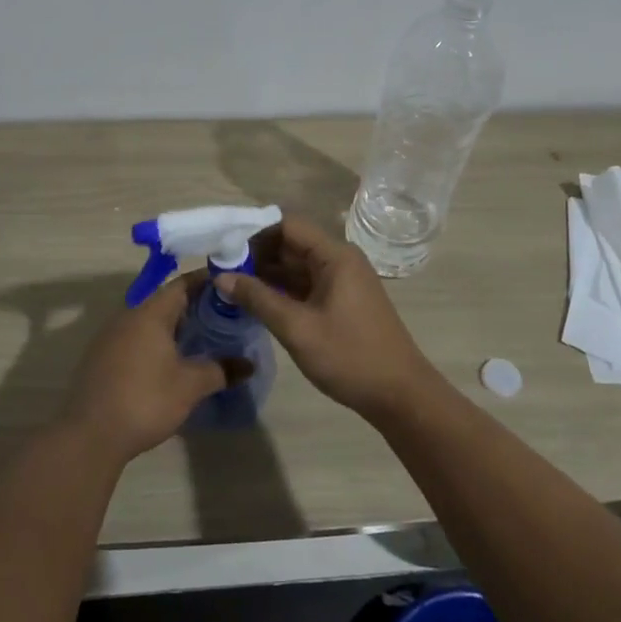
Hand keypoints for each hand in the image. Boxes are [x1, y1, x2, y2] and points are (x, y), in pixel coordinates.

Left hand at [60, 279, 250, 463]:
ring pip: (149, 322)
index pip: (182, 284)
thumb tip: (248, 365)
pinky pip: (135, 339)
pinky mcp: (101, 358)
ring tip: (200, 341)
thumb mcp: (190, 386)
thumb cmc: (145, 400)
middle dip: (193, 307)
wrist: (89, 434)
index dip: (206, 282)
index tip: (229, 287)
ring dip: (173, 327)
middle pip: (165, 301)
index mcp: (150, 313)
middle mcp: (128, 316)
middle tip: (222, 318)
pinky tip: (169, 363)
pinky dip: (155, 343)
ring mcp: (110, 337)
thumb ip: (221, 370)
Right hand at [214, 216, 443, 423]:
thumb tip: (221, 277)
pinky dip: (282, 291)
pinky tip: (256, 304)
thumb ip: (258, 299)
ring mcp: (341, 282)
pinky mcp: (341, 301)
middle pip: (291, 245)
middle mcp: (339, 260)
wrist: (399, 395)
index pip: (287, 226)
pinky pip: (305, 285)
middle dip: (256, 256)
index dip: (255, 234)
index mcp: (334, 256)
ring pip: (296, 267)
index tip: (225, 250)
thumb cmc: (349, 356)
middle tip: (221, 272)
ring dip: (266, 275)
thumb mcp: (297, 328)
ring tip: (231, 288)